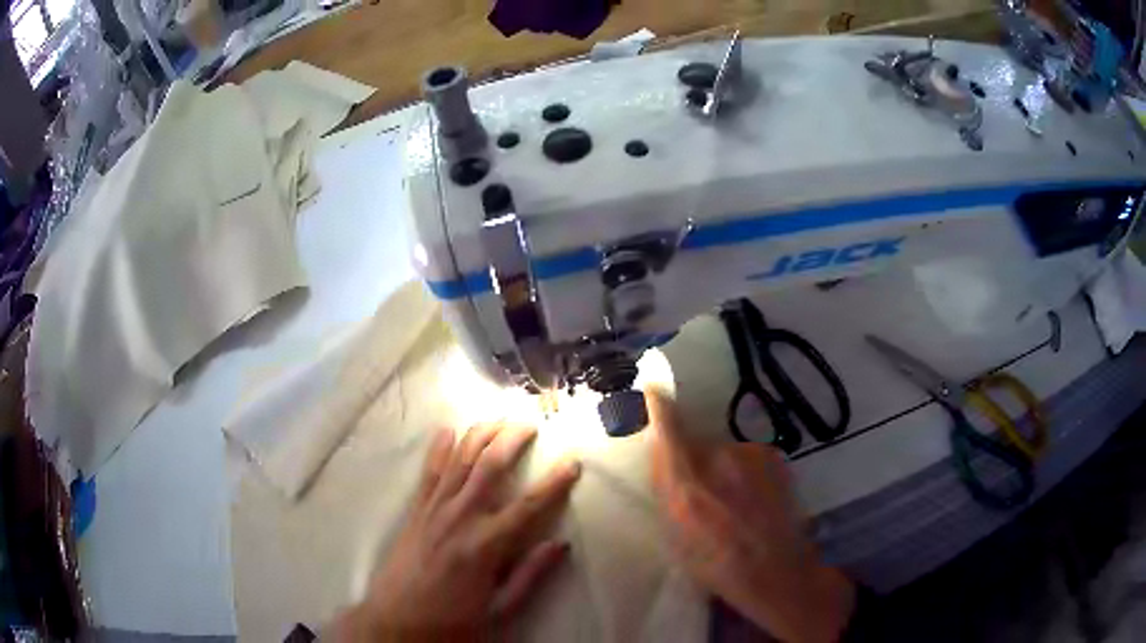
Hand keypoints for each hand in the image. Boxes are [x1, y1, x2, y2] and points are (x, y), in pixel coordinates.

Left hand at [331, 422, 581, 640]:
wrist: (396, 621)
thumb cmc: (452, 621)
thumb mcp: (499, 608)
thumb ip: (530, 575)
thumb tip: (560, 544)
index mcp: (486, 545)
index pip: (529, 505)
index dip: (554, 482)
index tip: (572, 462)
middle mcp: (460, 518)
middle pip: (490, 467)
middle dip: (511, 440)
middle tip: (529, 423)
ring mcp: (434, 510)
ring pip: (459, 461)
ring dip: (479, 435)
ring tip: (497, 418)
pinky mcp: (415, 511)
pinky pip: (429, 472)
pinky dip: (439, 449)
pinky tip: (447, 430)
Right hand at [647, 390, 854, 642]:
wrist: (776, 569)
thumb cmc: (716, 564)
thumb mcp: (675, 535)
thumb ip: (667, 489)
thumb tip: (660, 452)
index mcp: (686, 484)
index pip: (667, 428)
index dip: (658, 405)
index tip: (653, 390)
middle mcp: (718, 459)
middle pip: (696, 443)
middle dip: (693, 459)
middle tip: (701, 491)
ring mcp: (750, 454)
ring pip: (724, 451)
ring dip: (721, 467)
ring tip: (733, 502)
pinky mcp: (773, 456)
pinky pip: (747, 456)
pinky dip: (744, 471)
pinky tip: (754, 499)